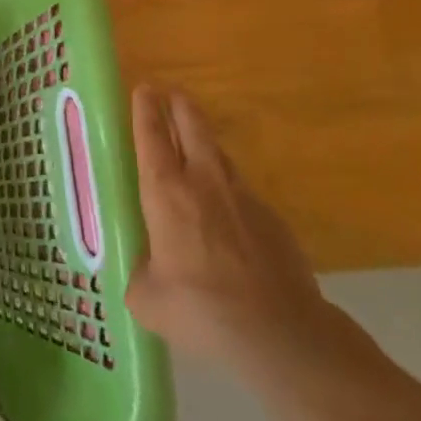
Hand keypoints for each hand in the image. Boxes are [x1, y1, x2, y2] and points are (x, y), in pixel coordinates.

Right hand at [124, 85, 342, 374]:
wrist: (279, 332)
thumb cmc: (199, 307)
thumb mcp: (148, 299)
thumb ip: (141, 276)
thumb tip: (145, 276)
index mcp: (165, 192)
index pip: (152, 136)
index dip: (146, 109)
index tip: (144, 88)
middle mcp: (204, 182)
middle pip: (193, 127)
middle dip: (181, 105)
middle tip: (172, 93)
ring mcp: (244, 198)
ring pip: (220, 156)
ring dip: (206, 143)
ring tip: (196, 145)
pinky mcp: (274, 221)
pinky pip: (243, 193)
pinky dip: (229, 191)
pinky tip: (226, 214)